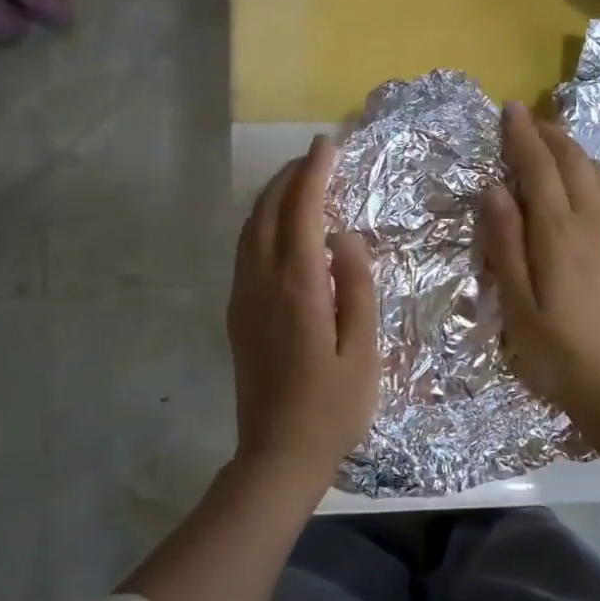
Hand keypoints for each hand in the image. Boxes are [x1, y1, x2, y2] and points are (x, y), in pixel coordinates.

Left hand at [228, 136, 379, 481]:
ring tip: (298, 182)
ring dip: (271, 198)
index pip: (301, 214)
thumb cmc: (332, 407)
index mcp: (298, 289)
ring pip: (249, 230)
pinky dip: (260, 225)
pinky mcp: (236, 316)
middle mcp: (262, 284)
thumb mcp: (362, 351)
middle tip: (316, 157)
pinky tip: (277, 228)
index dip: (314, 175)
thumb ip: (357, 288)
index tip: (328, 146)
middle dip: (289, 178)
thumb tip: (344, 237)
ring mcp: (243, 299)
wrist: (277, 454)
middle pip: (267, 213)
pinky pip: (244, 252)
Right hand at [479, 102, 599, 428]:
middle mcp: (594, 222)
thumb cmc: (557, 355)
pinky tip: (583, 181)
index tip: (509, 108)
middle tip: (527, 118)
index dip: (521, 136)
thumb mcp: (517, 306)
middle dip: (548, 134)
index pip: (539, 168)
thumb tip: (495, 189)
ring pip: (597, 173)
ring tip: (552, 140)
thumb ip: (505, 244)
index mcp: (559, 234)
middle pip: (573, 161)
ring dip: (572, 149)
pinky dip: (591, 173)